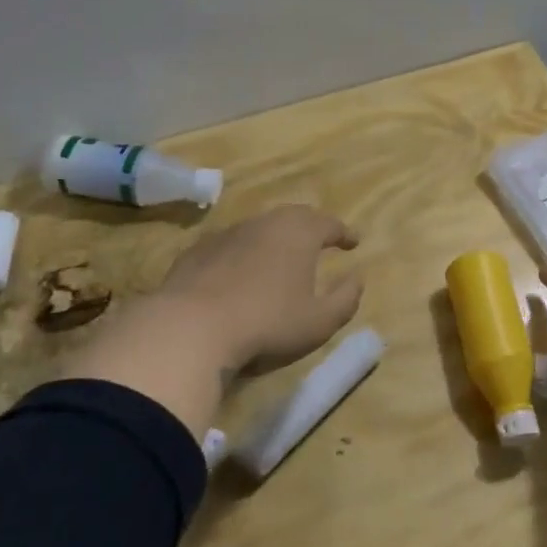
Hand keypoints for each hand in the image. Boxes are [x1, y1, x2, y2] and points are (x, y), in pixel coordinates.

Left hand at [61, 205, 363, 436]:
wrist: (189, 329)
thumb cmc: (267, 323)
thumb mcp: (319, 322)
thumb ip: (346, 299)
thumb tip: (357, 278)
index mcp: (299, 233)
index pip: (329, 223)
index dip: (344, 233)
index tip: (353, 242)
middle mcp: (264, 223)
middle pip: (294, 217)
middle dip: (310, 227)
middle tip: (319, 241)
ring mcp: (227, 234)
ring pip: (259, 228)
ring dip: (274, 239)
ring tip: (281, 258)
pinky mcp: (197, 252)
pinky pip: (230, 246)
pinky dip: (243, 253)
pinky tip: (239, 273)